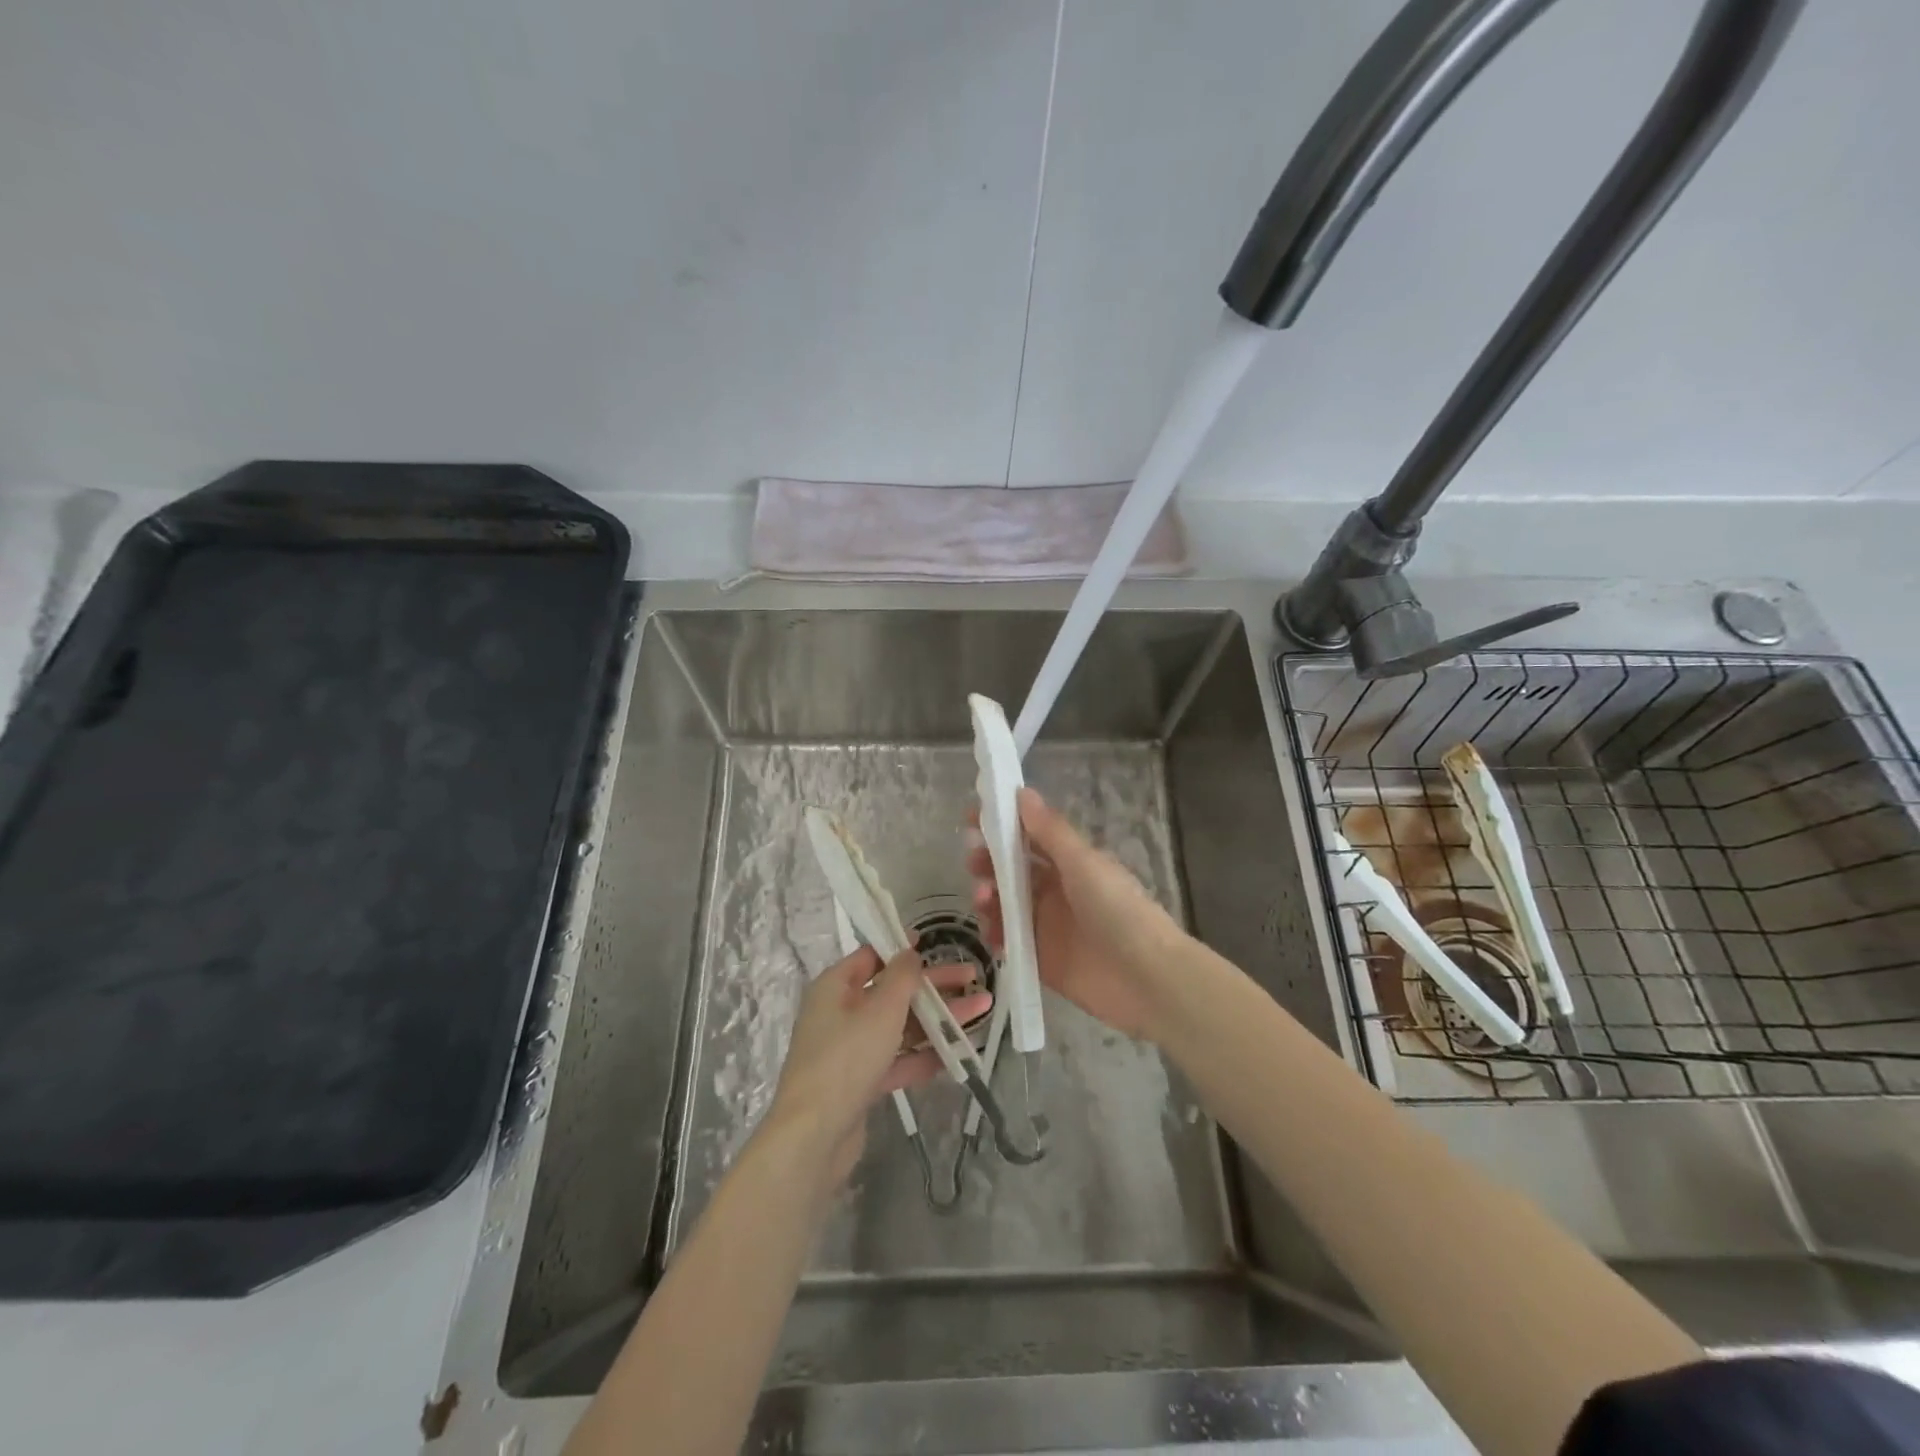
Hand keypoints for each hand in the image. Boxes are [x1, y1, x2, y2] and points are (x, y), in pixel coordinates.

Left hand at [762, 946, 990, 1190]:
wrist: (814, 1135)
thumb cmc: (846, 1058)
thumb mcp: (880, 1009)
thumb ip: (902, 977)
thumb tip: (910, 952)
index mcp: (835, 986)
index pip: (872, 957)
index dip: (903, 950)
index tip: (934, 945)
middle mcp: (840, 1013)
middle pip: (893, 992)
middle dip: (934, 987)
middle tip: (974, 980)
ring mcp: (850, 1050)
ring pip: (900, 1027)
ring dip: (938, 1020)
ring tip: (980, 1013)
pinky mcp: (860, 1083)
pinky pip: (896, 1060)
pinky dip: (923, 1056)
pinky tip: (957, 1054)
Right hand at [968, 787, 1187, 1041]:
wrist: (1147, 979)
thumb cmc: (1118, 910)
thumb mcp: (1083, 863)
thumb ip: (1050, 831)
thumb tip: (1022, 791)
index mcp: (1070, 863)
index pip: (1028, 837)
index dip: (1002, 826)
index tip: (972, 817)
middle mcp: (1056, 890)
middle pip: (1012, 871)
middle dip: (989, 863)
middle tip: (974, 862)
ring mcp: (1047, 925)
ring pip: (1006, 905)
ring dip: (989, 897)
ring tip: (984, 900)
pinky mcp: (1041, 959)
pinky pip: (1010, 941)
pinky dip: (996, 935)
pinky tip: (993, 933)